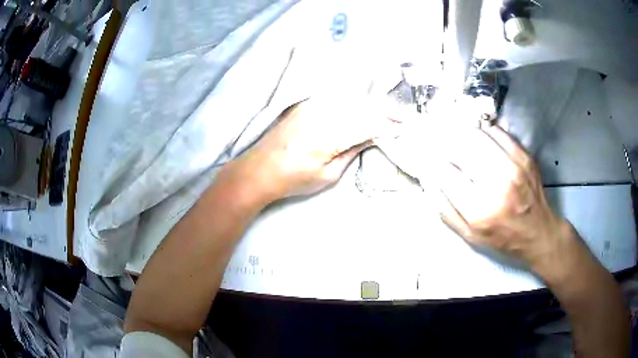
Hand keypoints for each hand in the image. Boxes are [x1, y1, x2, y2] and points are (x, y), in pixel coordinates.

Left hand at [227, 98, 400, 202]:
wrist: (259, 170)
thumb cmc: (293, 179)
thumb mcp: (328, 175)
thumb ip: (352, 151)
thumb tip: (372, 137)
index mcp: (328, 136)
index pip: (366, 125)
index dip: (387, 125)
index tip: (402, 126)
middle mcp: (320, 114)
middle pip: (360, 108)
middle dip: (382, 112)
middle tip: (399, 117)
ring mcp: (310, 106)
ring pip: (348, 100)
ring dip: (368, 105)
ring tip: (384, 112)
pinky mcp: (304, 104)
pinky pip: (334, 98)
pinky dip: (351, 101)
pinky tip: (359, 106)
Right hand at [437, 124, 572, 270]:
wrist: (538, 232)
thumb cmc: (503, 238)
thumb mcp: (469, 237)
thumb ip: (446, 211)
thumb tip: (430, 182)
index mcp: (480, 209)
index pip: (446, 173)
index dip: (436, 166)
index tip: (433, 164)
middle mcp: (497, 184)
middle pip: (461, 147)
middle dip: (448, 146)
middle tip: (445, 149)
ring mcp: (513, 166)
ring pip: (478, 134)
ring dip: (463, 136)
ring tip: (461, 143)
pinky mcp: (523, 156)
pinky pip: (497, 131)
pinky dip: (484, 132)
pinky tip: (482, 141)